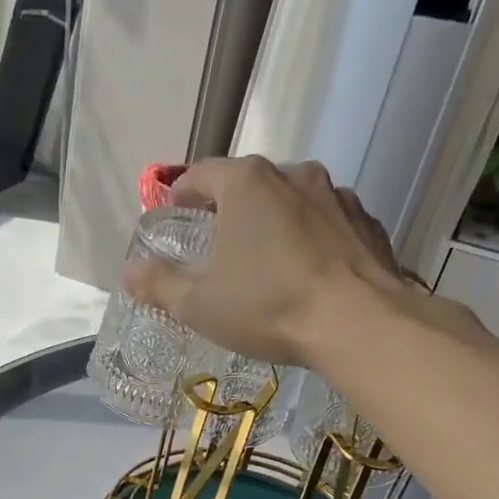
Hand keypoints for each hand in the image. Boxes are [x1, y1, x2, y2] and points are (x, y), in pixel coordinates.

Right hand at [122, 157, 405, 365]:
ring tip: (268, 262)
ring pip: (293, 203)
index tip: (175, 215)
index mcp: (247, 183)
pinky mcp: (368, 225)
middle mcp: (294, 175)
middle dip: (230, 210)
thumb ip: (158, 283)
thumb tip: (130, 270)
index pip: (201, 174)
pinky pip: (328, 226)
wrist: (360, 324)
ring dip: (275, 224)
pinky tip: (309, 275)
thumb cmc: (268, 305)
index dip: (181, 194)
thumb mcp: (198, 303)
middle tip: (219, 245)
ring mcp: (338, 196)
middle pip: (249, 185)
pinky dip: (313, 241)